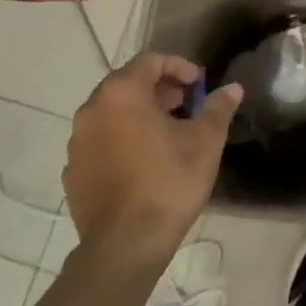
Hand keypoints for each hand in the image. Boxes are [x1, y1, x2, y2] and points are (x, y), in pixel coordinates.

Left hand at [63, 54, 241, 268]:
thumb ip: (218, 109)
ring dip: (138, 113)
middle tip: (184, 104)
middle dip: (157, 89)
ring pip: (111, 113)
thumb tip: (232, 88)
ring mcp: (77, 141)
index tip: (198, 84)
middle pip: (126, 84)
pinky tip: (142, 161)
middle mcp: (92, 109)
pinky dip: (120, 139)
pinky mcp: (72, 170)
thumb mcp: (205, 142)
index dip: (178, 66)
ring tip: (166, 133)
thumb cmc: (169, 183)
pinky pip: (99, 141)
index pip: (150, 61)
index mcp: (122, 94)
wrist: (125, 244)